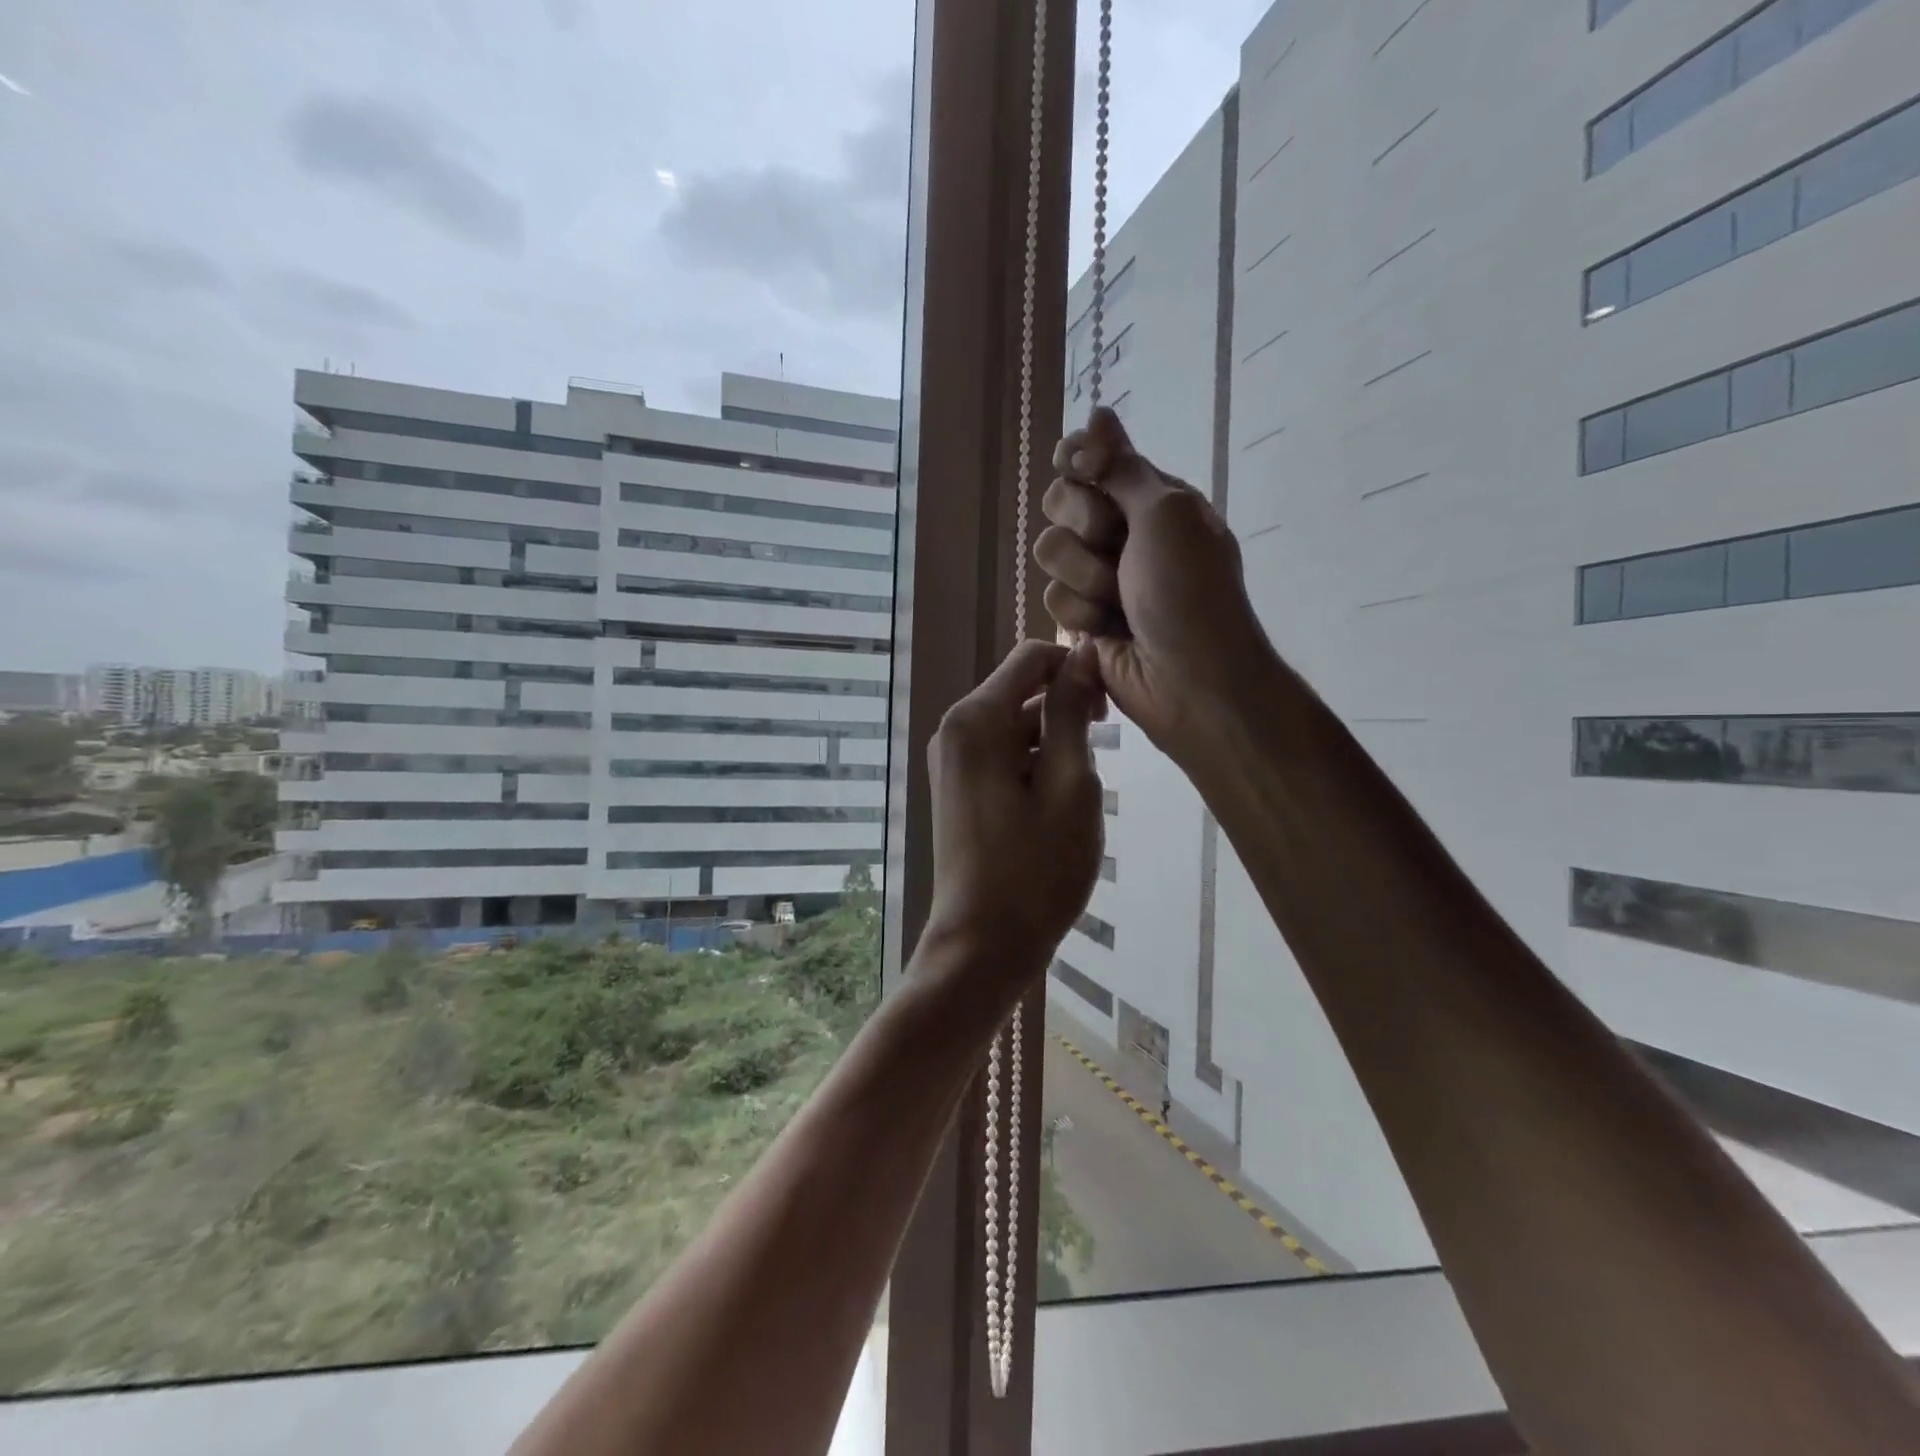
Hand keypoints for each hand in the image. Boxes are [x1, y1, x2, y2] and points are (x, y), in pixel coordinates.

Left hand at [924, 639, 1105, 983]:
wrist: (984, 945)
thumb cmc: (1036, 869)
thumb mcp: (1070, 785)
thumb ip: (1072, 713)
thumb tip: (1083, 654)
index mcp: (975, 720)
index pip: (1031, 657)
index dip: (1076, 668)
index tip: (1109, 708)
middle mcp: (955, 730)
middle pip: (1021, 691)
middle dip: (1066, 711)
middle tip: (1099, 762)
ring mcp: (952, 760)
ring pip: (1016, 725)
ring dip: (1054, 744)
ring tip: (1078, 796)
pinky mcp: (959, 787)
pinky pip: (1003, 754)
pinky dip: (1035, 765)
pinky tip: (1055, 806)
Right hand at [1035, 407, 1273, 761]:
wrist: (1190, 680)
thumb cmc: (1189, 592)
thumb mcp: (1165, 514)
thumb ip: (1122, 466)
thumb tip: (1096, 412)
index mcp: (1151, 497)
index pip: (1092, 458)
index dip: (1078, 460)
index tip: (1080, 469)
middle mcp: (1122, 531)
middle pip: (1060, 501)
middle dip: (1084, 527)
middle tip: (1116, 547)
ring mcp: (1100, 576)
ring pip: (1049, 553)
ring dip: (1084, 579)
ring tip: (1119, 604)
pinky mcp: (1082, 618)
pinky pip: (1051, 599)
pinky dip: (1081, 616)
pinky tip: (1108, 633)